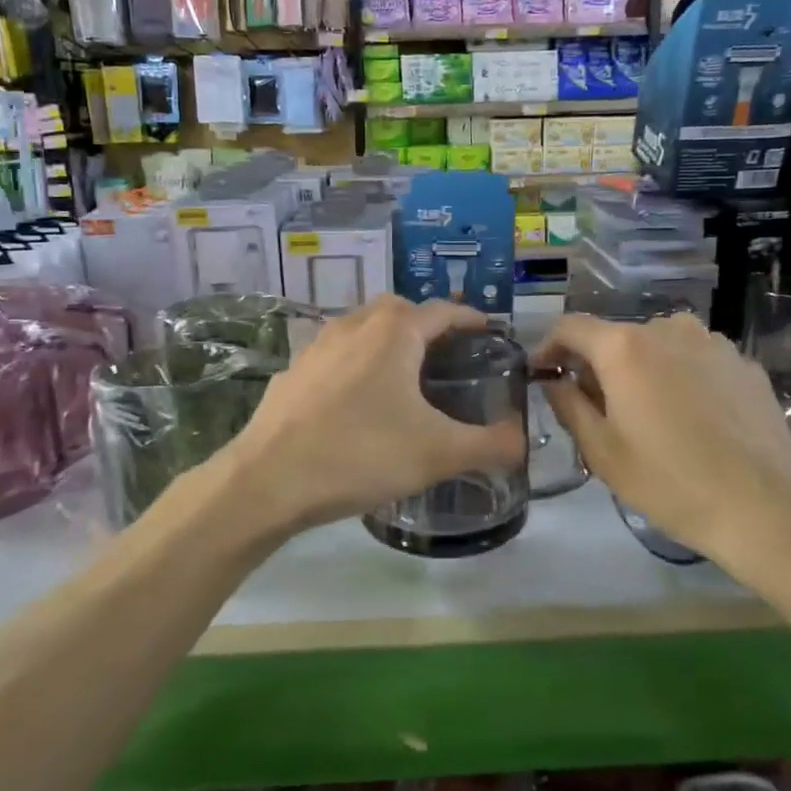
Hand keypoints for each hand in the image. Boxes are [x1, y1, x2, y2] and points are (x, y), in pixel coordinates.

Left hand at [218, 296, 526, 536]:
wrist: (268, 480)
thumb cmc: (360, 455)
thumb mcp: (438, 453)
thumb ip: (489, 445)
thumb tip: (522, 442)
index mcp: (393, 333)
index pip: (442, 311)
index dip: (470, 319)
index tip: (489, 331)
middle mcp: (353, 326)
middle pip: (397, 309)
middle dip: (425, 323)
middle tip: (445, 354)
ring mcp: (316, 347)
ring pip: (360, 327)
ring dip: (385, 340)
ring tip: (403, 375)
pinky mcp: (292, 372)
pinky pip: (333, 355)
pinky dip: (353, 364)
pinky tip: (355, 402)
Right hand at [534, 313, 790, 569]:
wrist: (768, 508)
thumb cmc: (671, 482)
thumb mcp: (602, 451)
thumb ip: (569, 406)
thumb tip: (555, 381)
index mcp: (624, 347)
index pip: (571, 327)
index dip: (549, 346)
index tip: (542, 374)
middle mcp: (668, 329)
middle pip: (617, 337)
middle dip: (598, 365)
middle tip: (596, 408)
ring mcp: (712, 343)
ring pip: (659, 346)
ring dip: (642, 370)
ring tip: (648, 414)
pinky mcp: (744, 364)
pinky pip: (696, 361)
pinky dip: (680, 378)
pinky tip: (692, 420)